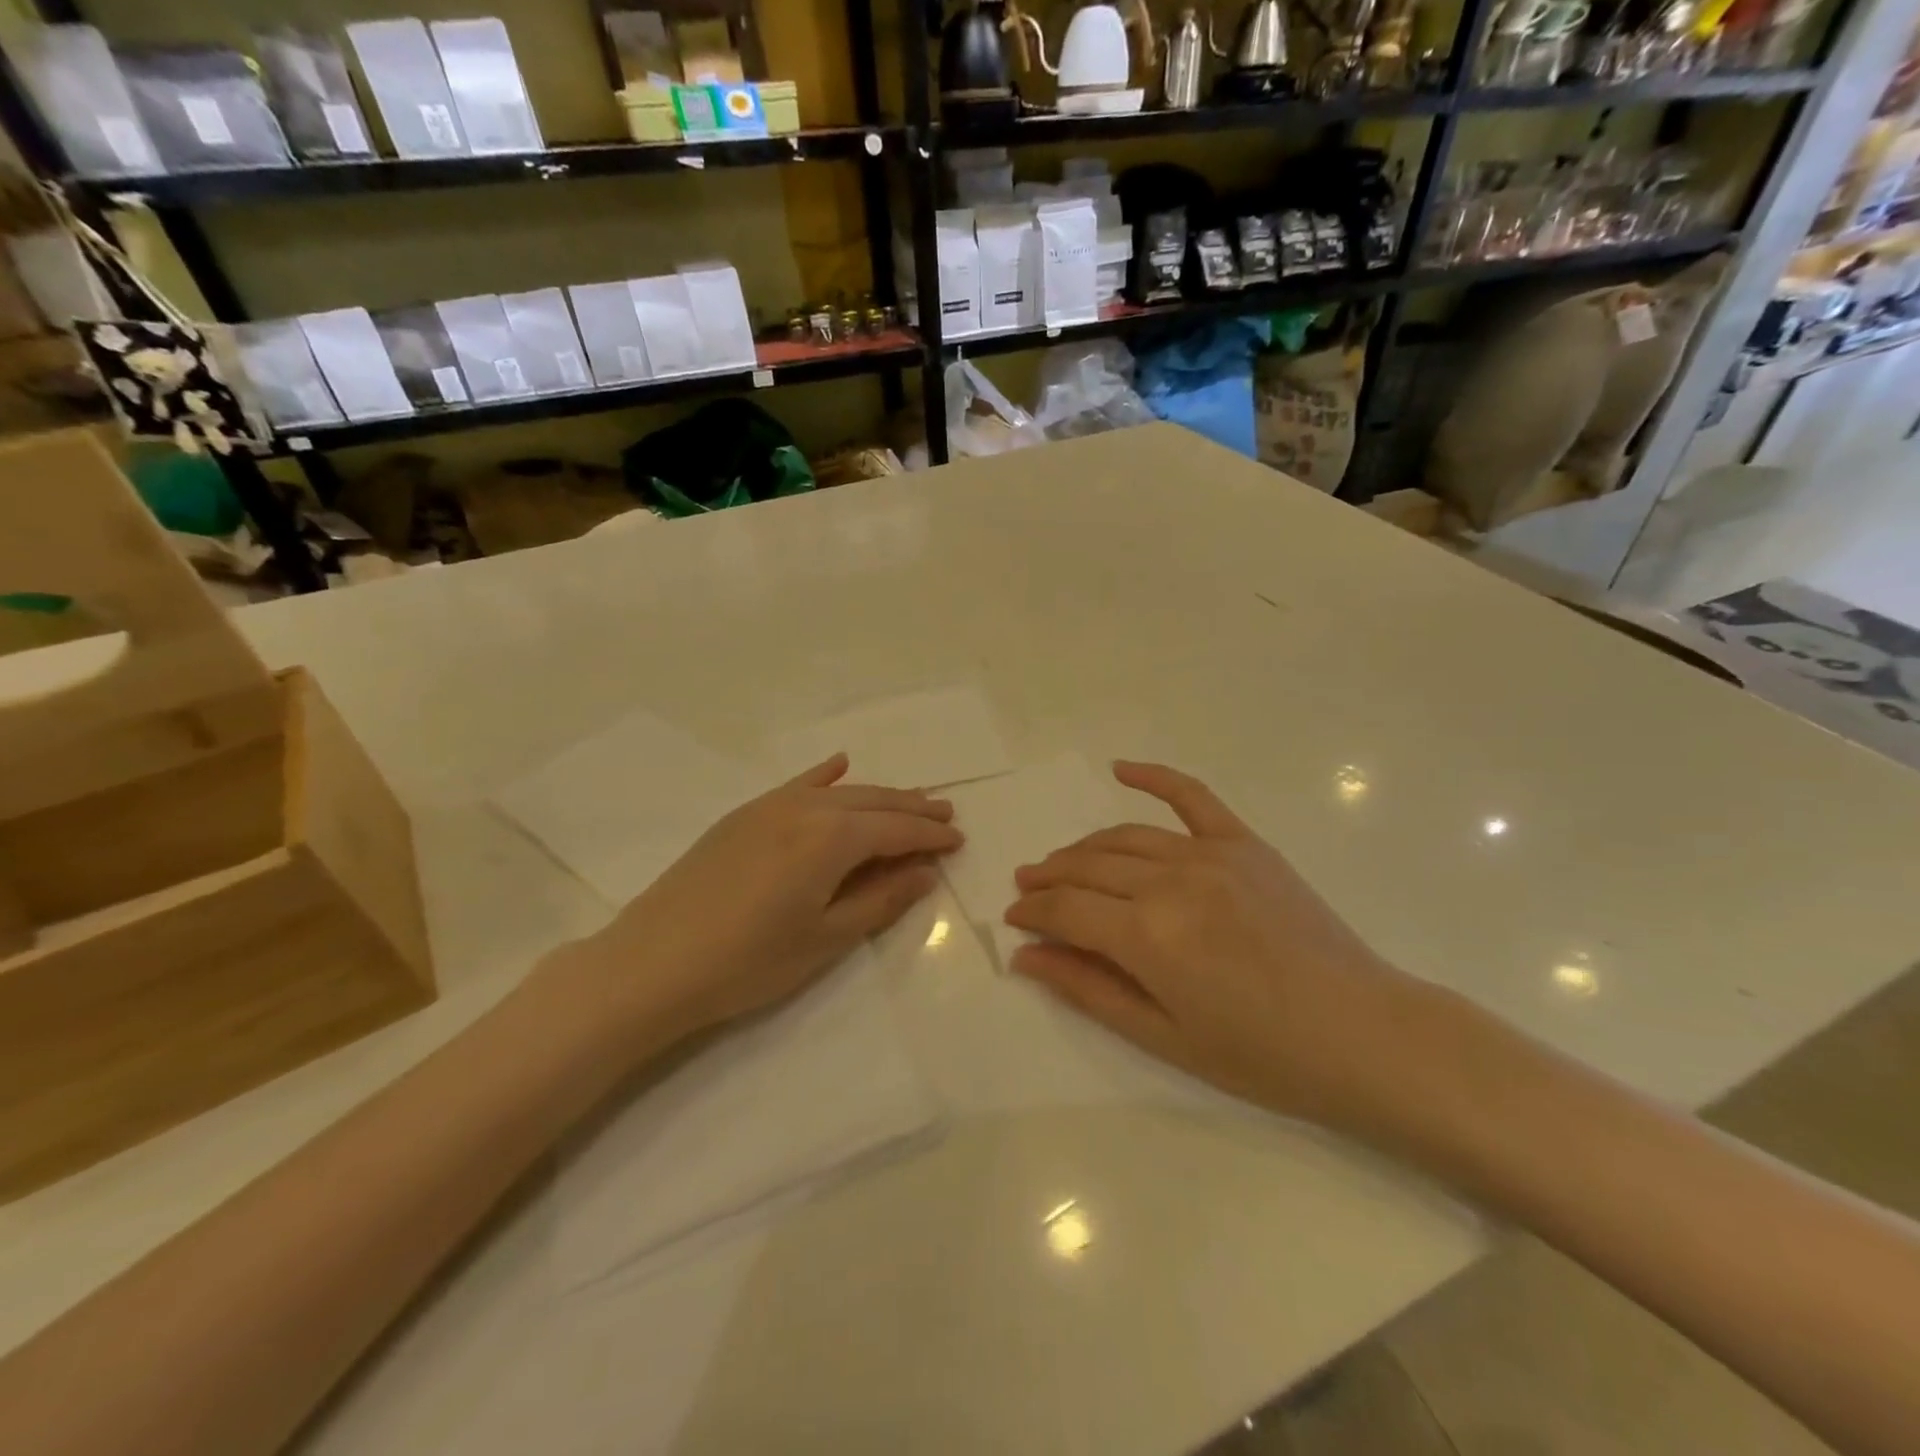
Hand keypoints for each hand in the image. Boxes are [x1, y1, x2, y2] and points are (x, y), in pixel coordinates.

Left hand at [560, 755, 961, 1047]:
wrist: (652, 963)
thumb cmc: (749, 962)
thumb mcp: (826, 938)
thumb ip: (880, 899)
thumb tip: (924, 872)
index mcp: (832, 838)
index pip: (896, 831)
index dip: (930, 837)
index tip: (958, 841)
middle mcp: (806, 808)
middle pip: (873, 803)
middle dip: (912, 809)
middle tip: (945, 815)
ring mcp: (770, 806)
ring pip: (839, 792)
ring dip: (878, 795)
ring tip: (909, 800)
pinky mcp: (743, 816)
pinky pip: (796, 785)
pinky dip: (824, 776)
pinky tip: (840, 765)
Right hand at [1004, 762, 1416, 1123]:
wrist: (1364, 1035)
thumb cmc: (1261, 1055)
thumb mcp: (1164, 1036)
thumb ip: (1088, 989)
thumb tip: (1025, 956)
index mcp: (1148, 936)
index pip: (1066, 908)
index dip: (1032, 911)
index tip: (1014, 918)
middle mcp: (1170, 882)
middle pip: (1087, 867)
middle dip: (1048, 877)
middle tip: (1027, 887)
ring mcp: (1210, 854)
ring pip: (1124, 837)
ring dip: (1083, 848)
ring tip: (1060, 862)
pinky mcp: (1244, 843)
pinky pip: (1191, 796)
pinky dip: (1153, 776)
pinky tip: (1120, 768)